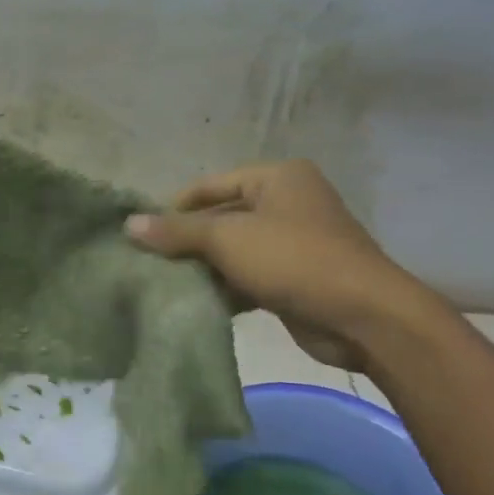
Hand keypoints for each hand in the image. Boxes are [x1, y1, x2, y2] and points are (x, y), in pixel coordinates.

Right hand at [126, 160, 429, 370]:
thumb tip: (129, 224)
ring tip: (164, 285)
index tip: (143, 233)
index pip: (210, 186)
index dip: (175, 207)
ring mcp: (294, 241)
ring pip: (234, 250)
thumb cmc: (294, 259)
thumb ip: (177, 231)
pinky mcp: (295, 277)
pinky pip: (249, 275)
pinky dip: (225, 287)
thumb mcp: (228, 239)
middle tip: (149, 262)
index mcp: (276, 178)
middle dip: (188, 242)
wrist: (364, 317)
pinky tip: (196, 303)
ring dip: (204, 268)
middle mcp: (286, 202)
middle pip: (221, 218)